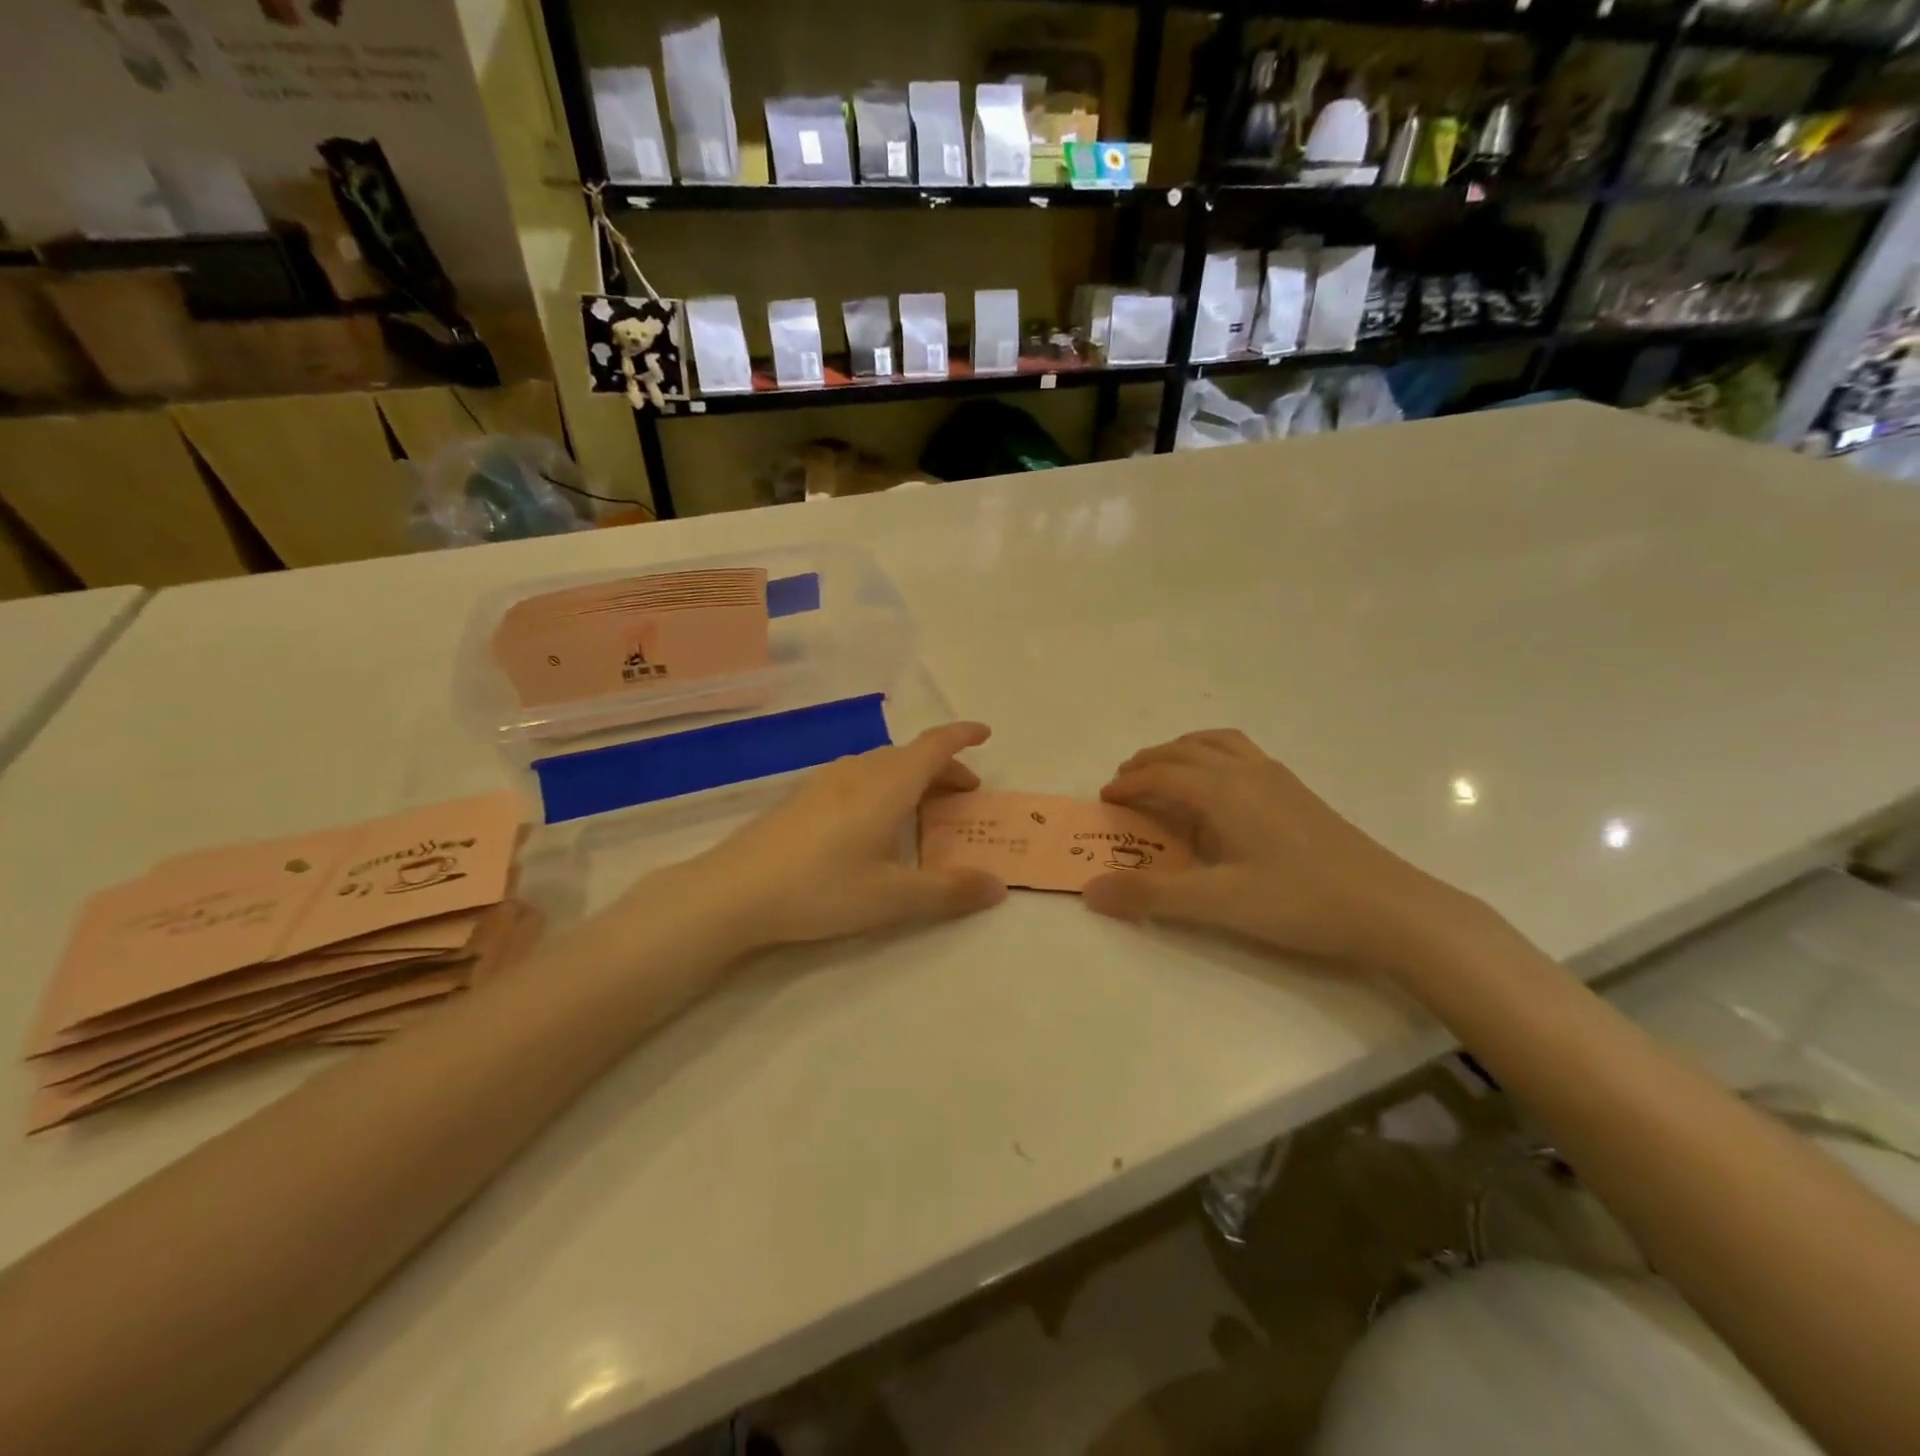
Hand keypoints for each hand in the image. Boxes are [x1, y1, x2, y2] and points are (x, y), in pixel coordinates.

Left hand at [646, 722, 1007, 951]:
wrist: (733, 891)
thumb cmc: (822, 888)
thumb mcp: (893, 897)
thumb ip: (949, 890)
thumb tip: (998, 885)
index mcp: (887, 784)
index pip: (934, 745)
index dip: (962, 736)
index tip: (985, 734)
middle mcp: (858, 771)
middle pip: (910, 755)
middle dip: (943, 768)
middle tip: (964, 796)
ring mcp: (825, 780)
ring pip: (881, 765)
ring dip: (911, 777)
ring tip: (922, 808)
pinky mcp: (801, 797)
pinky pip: (857, 777)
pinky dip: (883, 786)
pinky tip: (872, 820)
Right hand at [1082, 730, 1480, 974]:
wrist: (1389, 908)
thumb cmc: (1299, 901)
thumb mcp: (1217, 904)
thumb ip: (1151, 895)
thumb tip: (1091, 890)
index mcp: (1223, 791)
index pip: (1161, 775)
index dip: (1127, 784)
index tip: (1104, 799)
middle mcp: (1247, 772)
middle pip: (1185, 750)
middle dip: (1149, 761)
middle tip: (1125, 782)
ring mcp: (1277, 778)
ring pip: (1217, 743)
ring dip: (1182, 750)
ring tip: (1166, 771)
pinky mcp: (1298, 792)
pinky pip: (1242, 753)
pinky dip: (1213, 755)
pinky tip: (1221, 788)